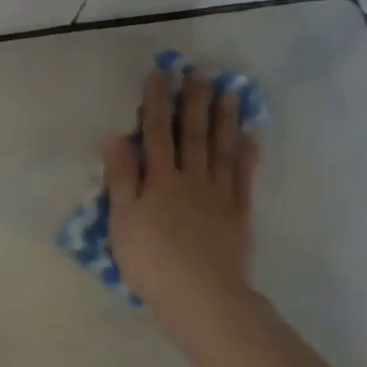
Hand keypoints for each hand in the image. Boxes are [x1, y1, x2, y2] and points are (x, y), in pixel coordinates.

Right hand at [103, 67, 260, 338]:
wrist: (200, 295)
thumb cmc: (151, 259)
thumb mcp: (122, 219)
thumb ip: (121, 177)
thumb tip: (114, 136)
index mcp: (160, 180)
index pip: (156, 133)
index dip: (157, 102)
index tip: (161, 74)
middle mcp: (191, 179)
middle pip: (192, 134)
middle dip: (195, 101)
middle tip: (201, 71)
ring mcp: (218, 195)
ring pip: (222, 149)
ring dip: (225, 119)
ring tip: (230, 91)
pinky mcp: (238, 214)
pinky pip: (244, 177)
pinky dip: (247, 155)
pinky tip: (251, 137)